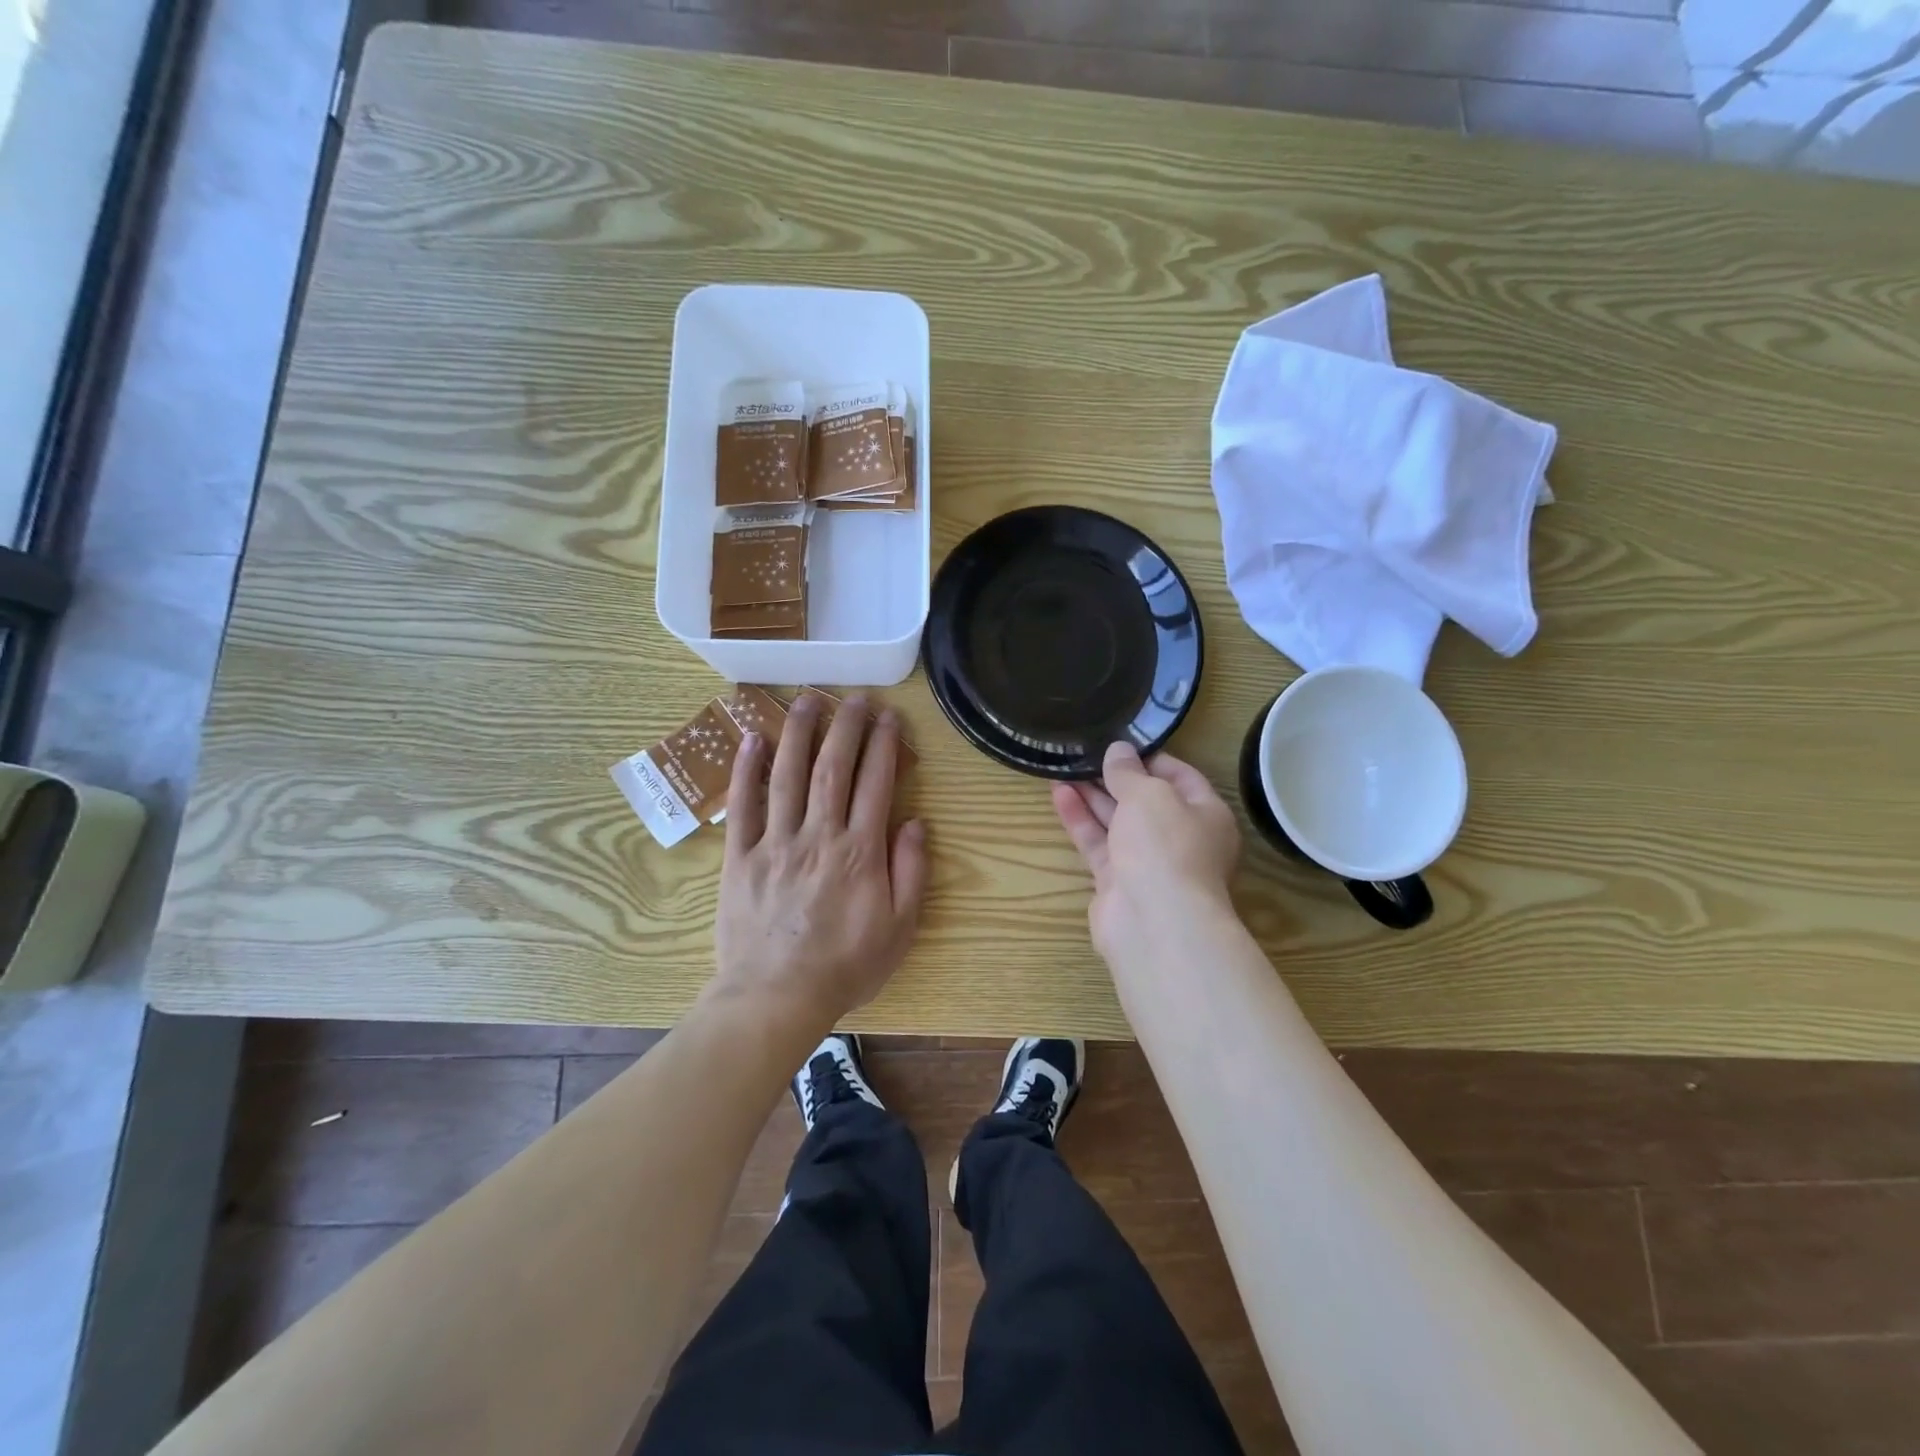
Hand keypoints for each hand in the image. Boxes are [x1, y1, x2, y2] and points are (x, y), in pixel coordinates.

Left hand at [712, 693, 927, 1029]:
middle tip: (854, 697)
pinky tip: (752, 739)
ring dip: (799, 732)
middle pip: (832, 767)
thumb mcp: (900, 927)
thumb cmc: (846, 965)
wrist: (777, 997)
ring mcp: (775, 842)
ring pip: (787, 775)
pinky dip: (746, 770)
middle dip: (846, 726)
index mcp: (859, 851)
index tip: (889, 717)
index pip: (876, 783)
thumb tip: (915, 822)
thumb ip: (911, 871)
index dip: (884, 744)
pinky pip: (743, 805)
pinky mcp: (740, 856)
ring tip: (806, 699)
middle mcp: (818, 835)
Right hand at [1052, 742, 1239, 958]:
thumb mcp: (1149, 794)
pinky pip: (1098, 843)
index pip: (1180, 776)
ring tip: (1062, 767)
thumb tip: (1118, 751)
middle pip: (1144, 800)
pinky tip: (1059, 794)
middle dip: (1114, 777)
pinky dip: (1080, 820)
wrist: (1154, 922)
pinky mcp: (1117, 882)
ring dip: (1091, 795)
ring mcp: (1147, 863)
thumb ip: (1129, 771)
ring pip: (1117, 822)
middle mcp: (1180, 838)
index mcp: (1206, 814)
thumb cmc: (1165, 845)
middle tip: (1083, 753)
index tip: (1119, 742)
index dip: (1149, 758)